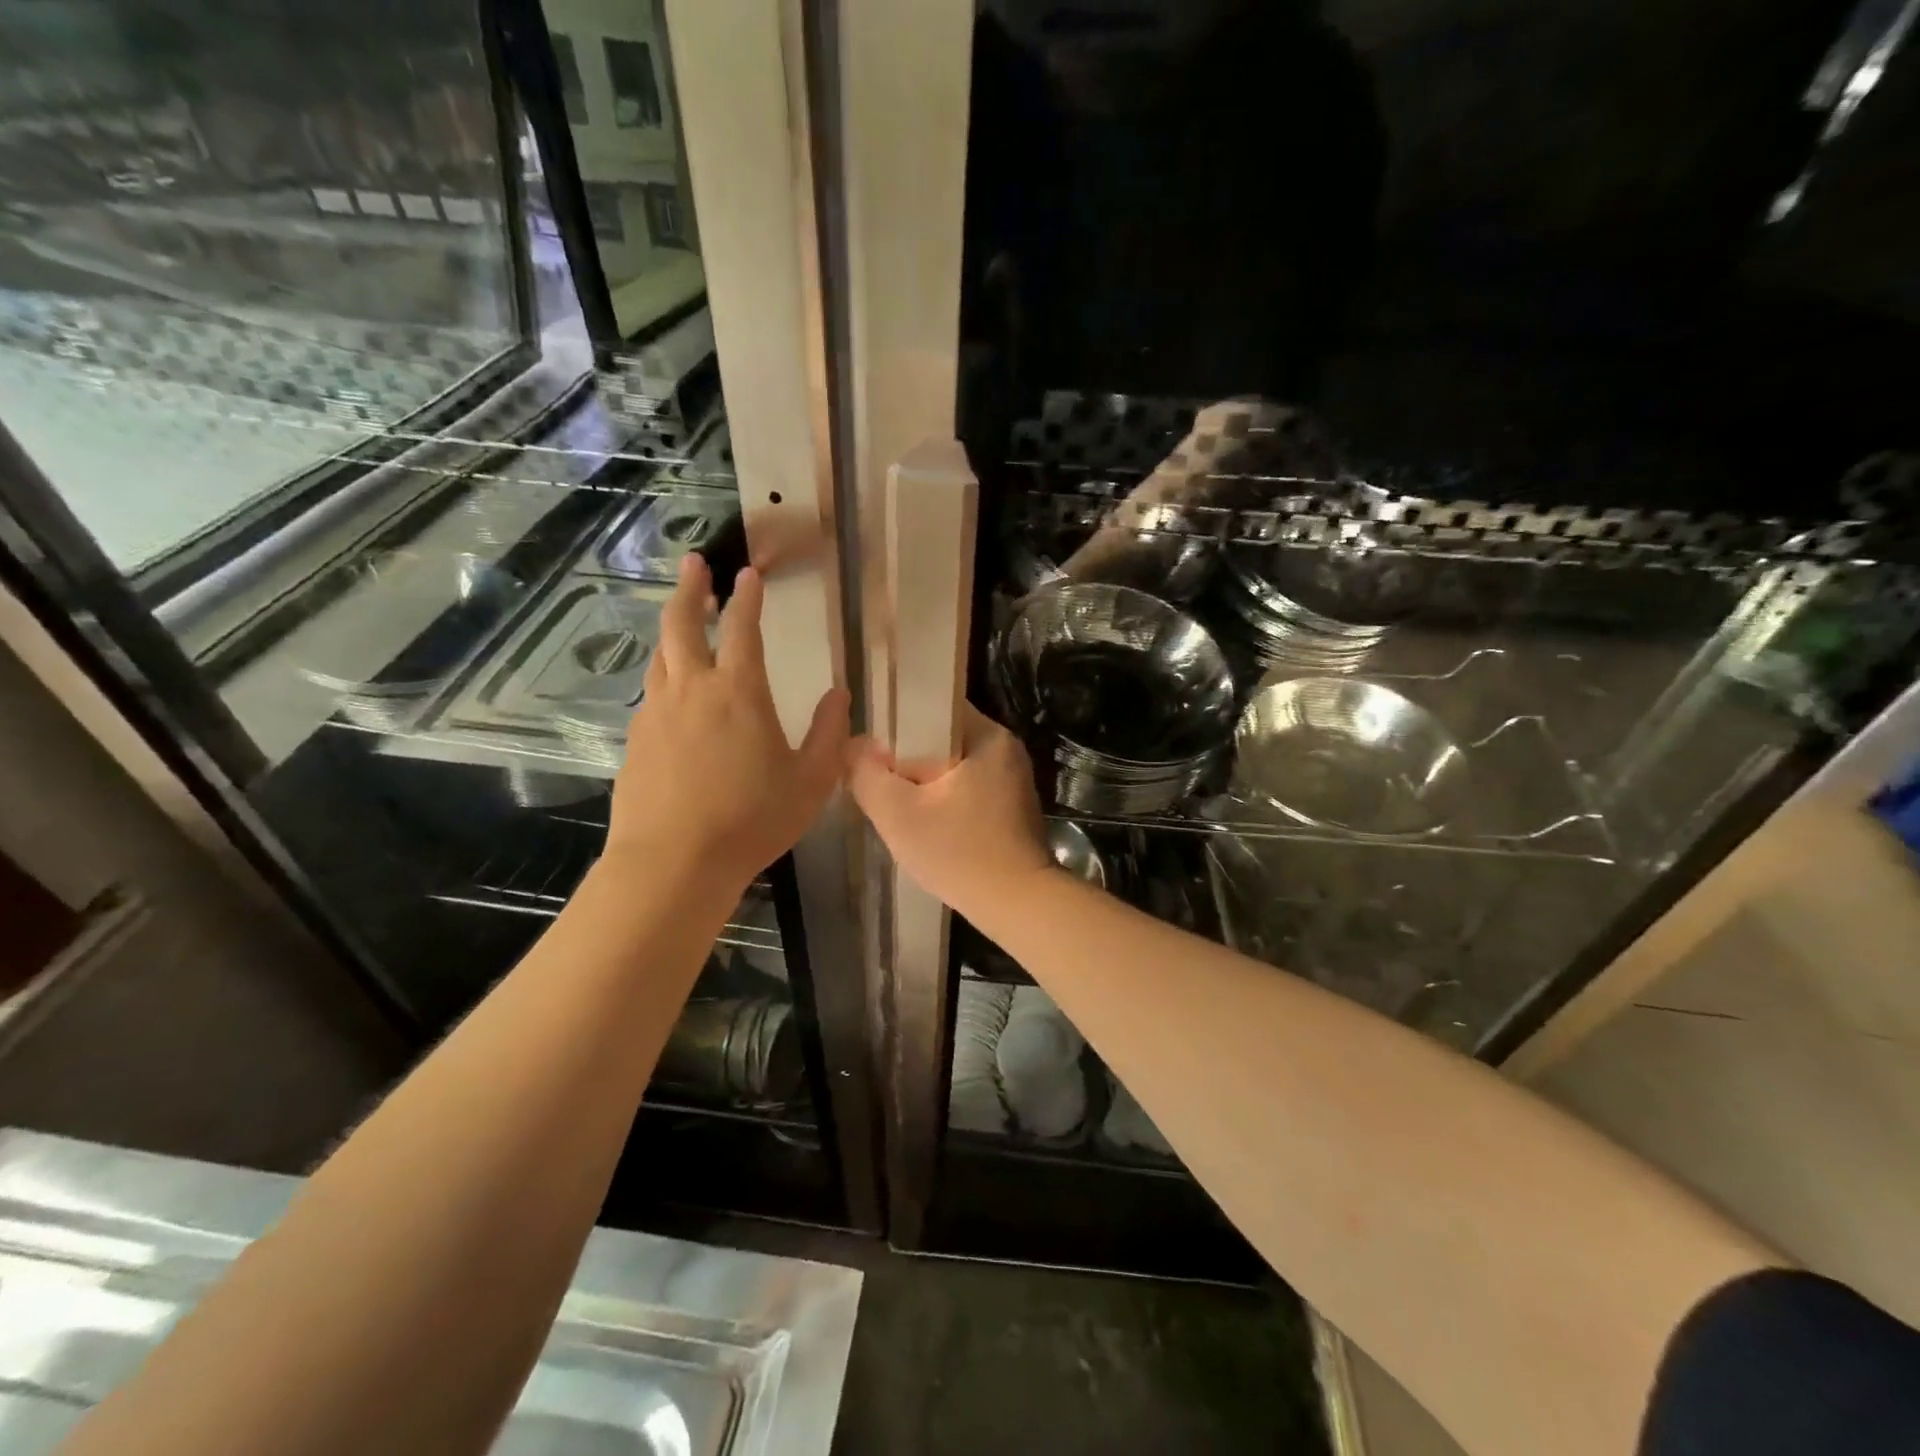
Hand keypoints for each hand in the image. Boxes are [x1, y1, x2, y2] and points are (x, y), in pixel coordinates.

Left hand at [608, 554, 848, 888]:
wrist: (673, 863)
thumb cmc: (752, 820)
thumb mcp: (810, 782)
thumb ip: (828, 734)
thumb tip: (840, 695)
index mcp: (738, 693)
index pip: (742, 629)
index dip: (747, 597)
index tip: (748, 573)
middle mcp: (692, 690)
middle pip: (682, 624)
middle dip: (690, 590)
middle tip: (694, 565)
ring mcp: (657, 714)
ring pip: (660, 656)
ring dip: (672, 629)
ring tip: (681, 620)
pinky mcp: (636, 741)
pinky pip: (652, 695)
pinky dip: (664, 677)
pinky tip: (674, 695)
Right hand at [848, 707, 1054, 916]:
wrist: (1018, 905)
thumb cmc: (960, 853)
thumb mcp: (899, 814)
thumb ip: (867, 774)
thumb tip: (853, 746)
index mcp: (987, 736)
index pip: (933, 706)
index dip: (896, 719)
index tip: (869, 741)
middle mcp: (1004, 749)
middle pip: (941, 737)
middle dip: (906, 755)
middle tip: (874, 774)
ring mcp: (1011, 778)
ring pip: (952, 765)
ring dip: (923, 780)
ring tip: (892, 797)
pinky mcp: (1010, 805)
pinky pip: (966, 787)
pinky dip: (942, 797)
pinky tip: (922, 819)